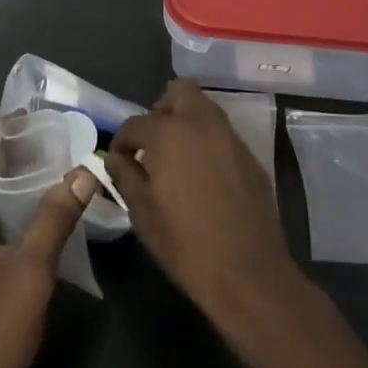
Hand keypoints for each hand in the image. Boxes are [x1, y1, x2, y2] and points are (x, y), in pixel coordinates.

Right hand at [107, 80, 301, 325]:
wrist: (249, 274)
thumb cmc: (186, 245)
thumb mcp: (142, 213)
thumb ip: (124, 175)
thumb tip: (116, 157)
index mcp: (170, 133)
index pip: (135, 123)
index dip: (122, 142)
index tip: (119, 160)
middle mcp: (202, 124)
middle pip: (179, 92)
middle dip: (160, 110)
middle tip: (152, 143)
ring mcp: (231, 138)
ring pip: (204, 110)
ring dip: (186, 123)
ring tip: (176, 159)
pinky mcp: (251, 157)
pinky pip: (222, 135)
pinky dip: (207, 143)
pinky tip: (203, 177)